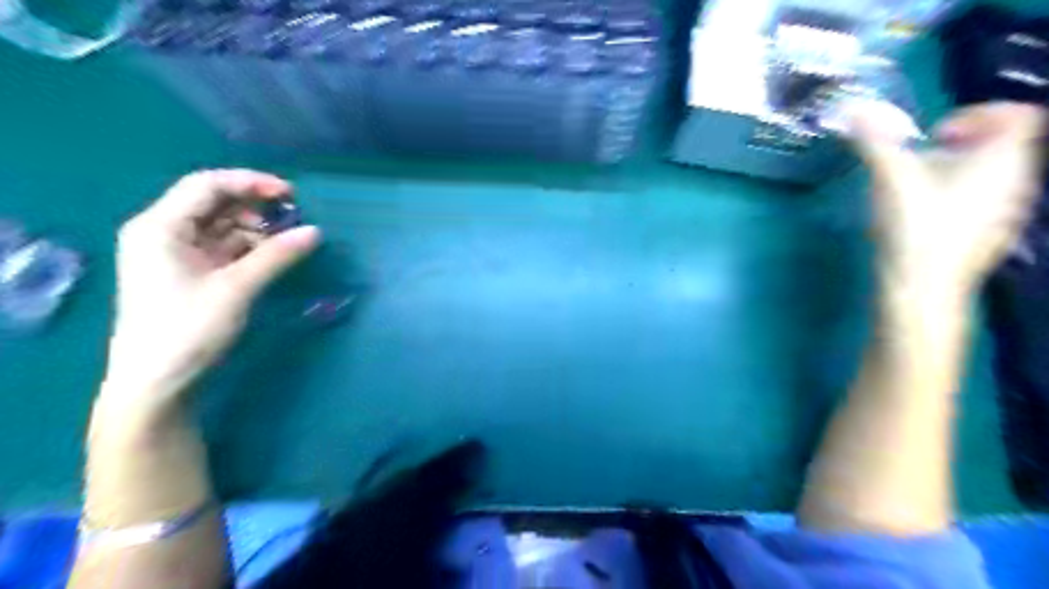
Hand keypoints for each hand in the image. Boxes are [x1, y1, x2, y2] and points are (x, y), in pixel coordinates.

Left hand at [105, 168, 320, 408]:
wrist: (157, 383)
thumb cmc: (188, 330)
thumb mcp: (236, 289)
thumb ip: (277, 256)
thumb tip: (316, 231)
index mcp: (160, 227)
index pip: (207, 185)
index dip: (251, 182)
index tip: (292, 194)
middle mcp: (163, 232)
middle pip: (213, 203)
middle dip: (256, 206)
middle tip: (295, 217)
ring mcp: (175, 254)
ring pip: (221, 226)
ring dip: (256, 228)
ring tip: (289, 240)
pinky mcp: (189, 273)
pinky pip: (223, 248)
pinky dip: (250, 247)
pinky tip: (273, 255)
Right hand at [847, 100, 1043, 297]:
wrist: (923, 286)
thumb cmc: (915, 226)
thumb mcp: (890, 177)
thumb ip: (875, 141)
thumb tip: (853, 109)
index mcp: (1003, 158)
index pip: (1017, 114)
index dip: (977, 115)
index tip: (936, 136)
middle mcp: (1018, 180)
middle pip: (1004, 144)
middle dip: (962, 144)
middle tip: (921, 161)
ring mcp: (1009, 210)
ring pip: (994, 174)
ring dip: (959, 170)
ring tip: (919, 188)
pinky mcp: (993, 234)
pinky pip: (986, 200)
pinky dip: (961, 195)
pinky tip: (927, 216)